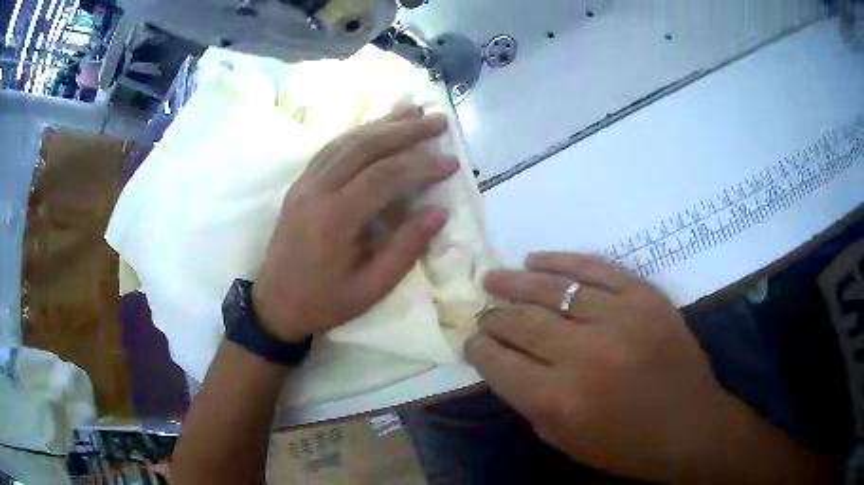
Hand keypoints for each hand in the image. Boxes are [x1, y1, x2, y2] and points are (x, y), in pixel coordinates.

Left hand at [253, 107, 458, 341]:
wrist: (274, 304)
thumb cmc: (324, 302)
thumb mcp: (370, 288)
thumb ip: (405, 248)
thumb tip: (439, 212)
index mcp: (334, 219)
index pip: (385, 176)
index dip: (422, 165)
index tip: (451, 162)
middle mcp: (316, 191)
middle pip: (365, 146)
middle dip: (405, 130)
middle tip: (438, 120)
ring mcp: (303, 183)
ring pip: (346, 141)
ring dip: (381, 123)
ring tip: (413, 112)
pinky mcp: (298, 184)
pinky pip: (329, 149)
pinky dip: (357, 133)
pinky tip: (376, 128)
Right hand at [465, 253, 735, 481]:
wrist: (691, 427)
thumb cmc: (626, 447)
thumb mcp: (565, 440)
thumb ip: (530, 400)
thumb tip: (506, 362)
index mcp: (558, 401)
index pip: (498, 362)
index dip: (477, 349)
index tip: (471, 340)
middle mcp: (583, 355)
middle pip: (521, 322)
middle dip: (493, 317)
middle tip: (483, 313)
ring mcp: (619, 319)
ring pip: (552, 290)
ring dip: (516, 283)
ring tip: (493, 279)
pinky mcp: (645, 298)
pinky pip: (595, 269)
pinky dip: (562, 262)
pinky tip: (537, 260)